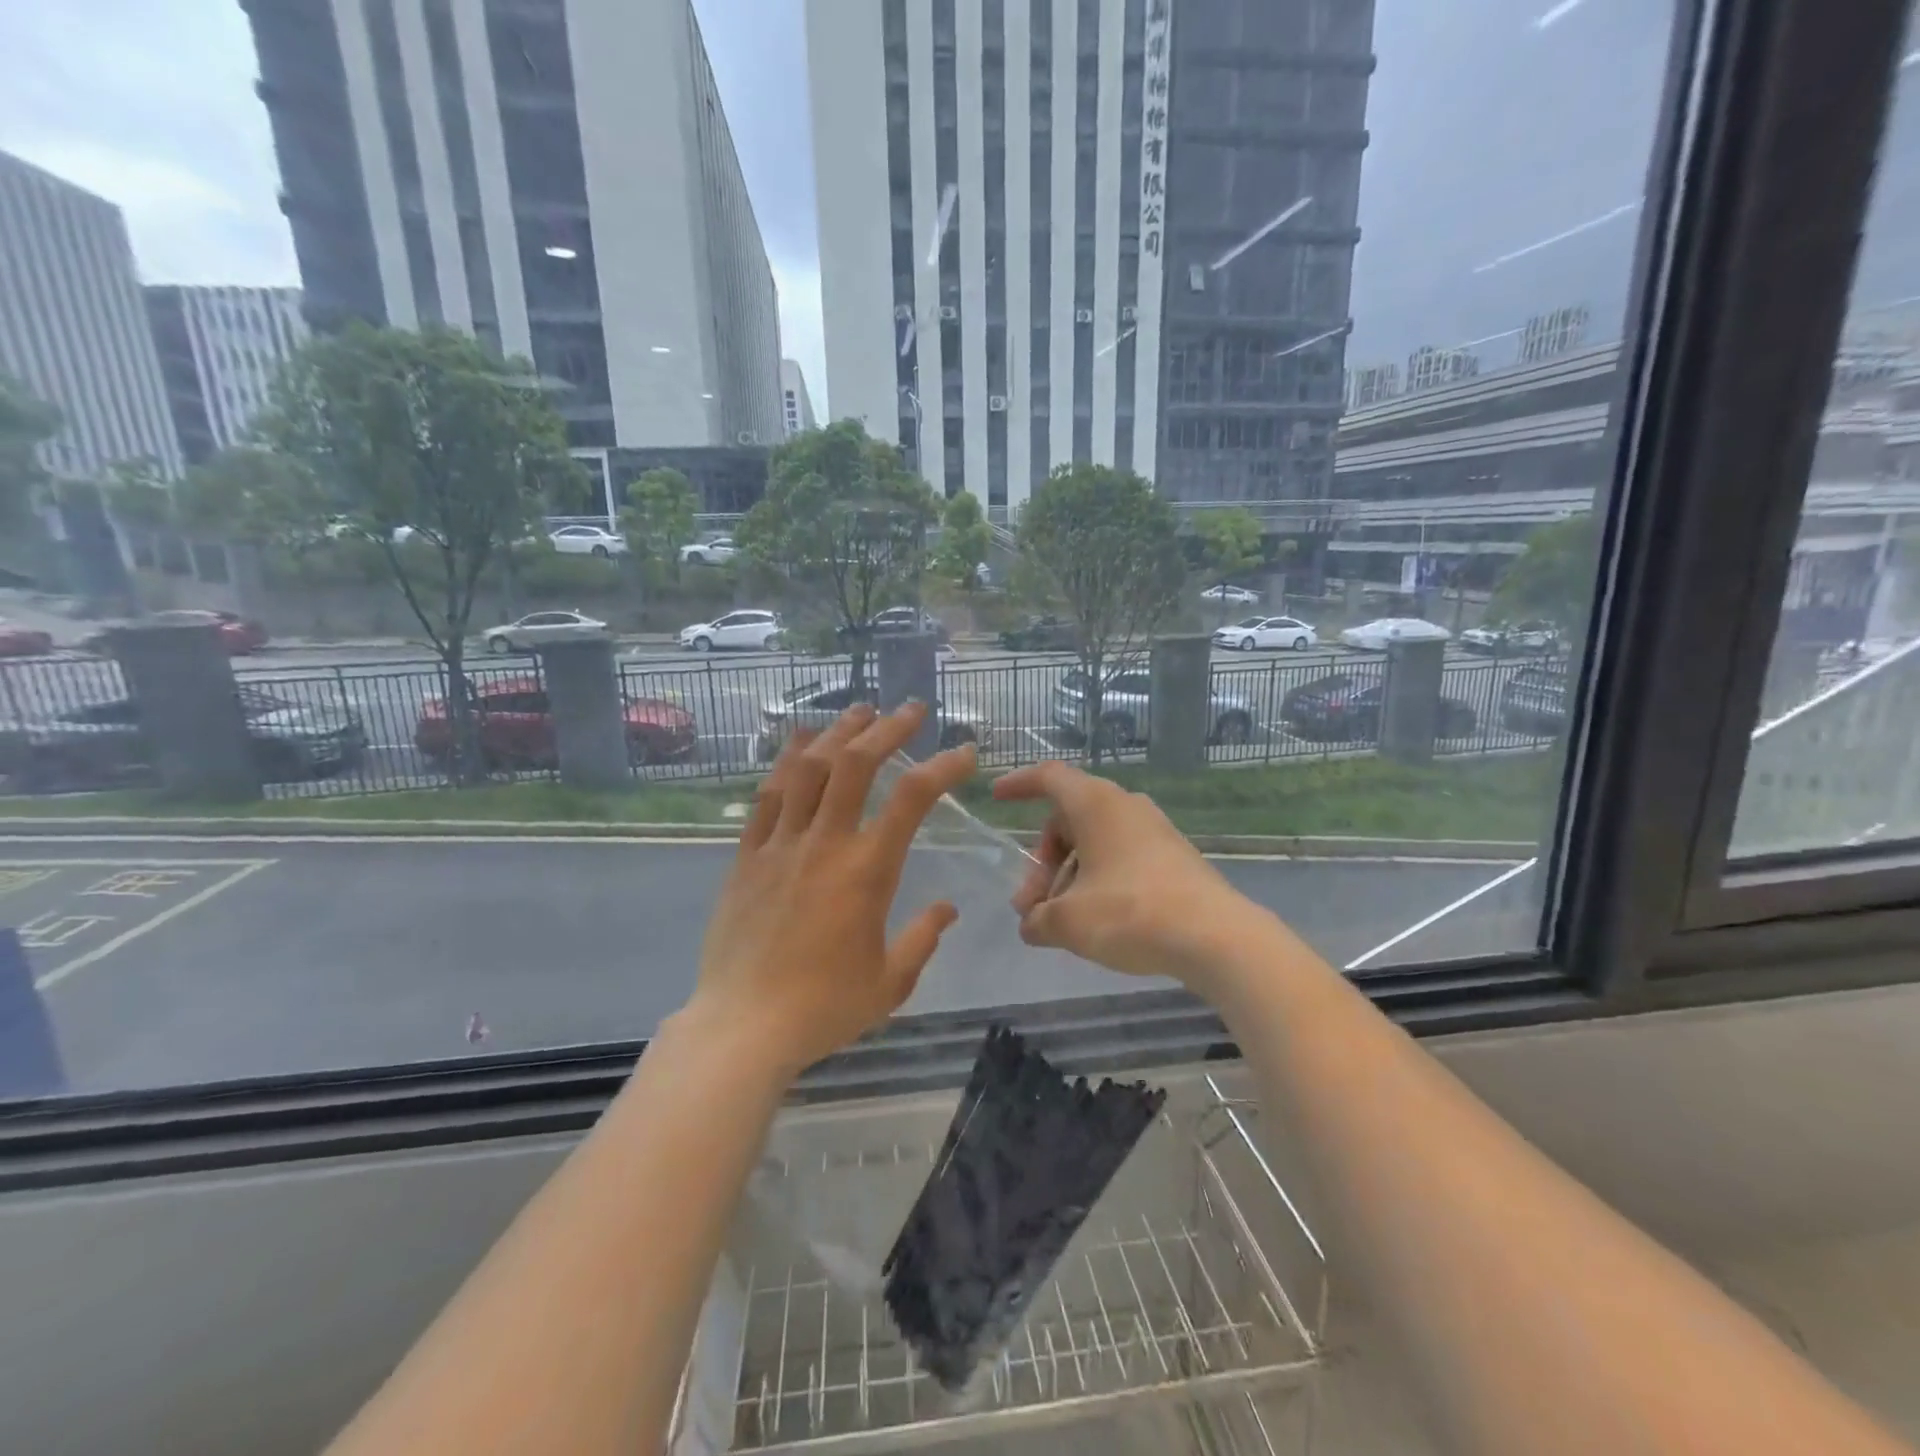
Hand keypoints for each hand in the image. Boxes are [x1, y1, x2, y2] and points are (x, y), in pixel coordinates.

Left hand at [687, 702, 976, 1080]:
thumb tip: (946, 909)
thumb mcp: (890, 982)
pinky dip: (787, 759)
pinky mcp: (747, 855)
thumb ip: (922, 939)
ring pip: (808, 768)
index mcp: (867, 871)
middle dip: (888, 728)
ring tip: (859, 711)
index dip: (943, 765)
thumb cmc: (823, 1008)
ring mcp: (780, 844)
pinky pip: (768, 794)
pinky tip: (800, 740)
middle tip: (911, 709)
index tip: (965, 750)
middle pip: (855, 764)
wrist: (742, 1027)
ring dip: (837, 732)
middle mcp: (824, 843)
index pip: (912, 798)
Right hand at [992, 761, 1267, 994]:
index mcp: (1096, 804)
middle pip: (1068, 819)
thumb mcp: (1069, 921)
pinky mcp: (1173, 856)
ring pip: (1095, 841)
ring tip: (1059, 921)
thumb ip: (1038, 919)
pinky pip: (1121, 856)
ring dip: (1068, 875)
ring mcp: (1153, 830)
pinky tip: (1095, 919)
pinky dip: (1098, 879)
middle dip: (1042, 860)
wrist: (1216, 937)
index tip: (997, 797)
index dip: (1019, 784)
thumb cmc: (1130, 913)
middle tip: (1030, 905)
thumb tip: (1031, 924)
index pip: (1049, 777)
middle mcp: (1125, 806)